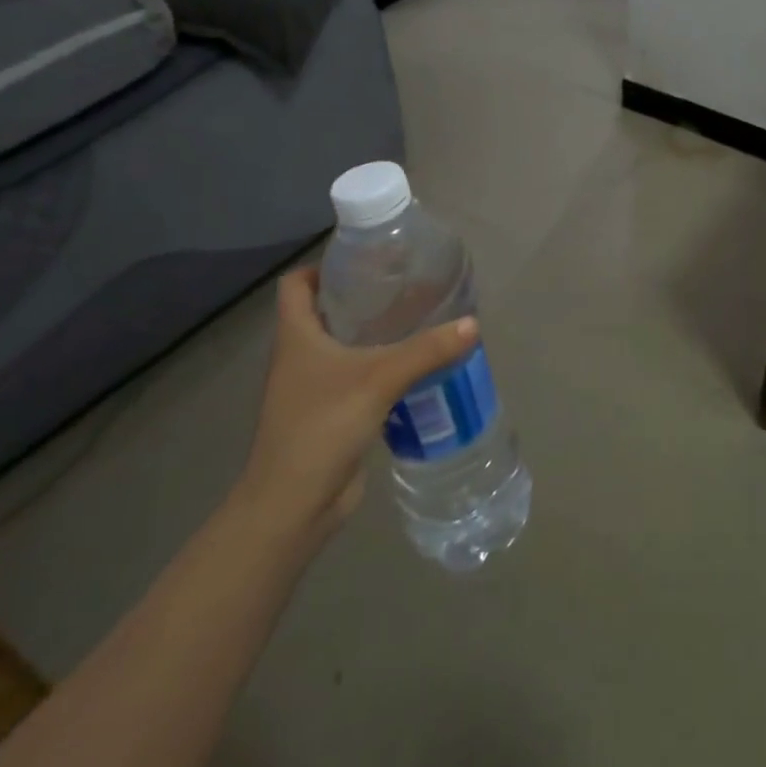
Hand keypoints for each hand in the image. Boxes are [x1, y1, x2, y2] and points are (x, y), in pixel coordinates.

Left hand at [233, 265, 477, 540]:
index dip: (322, 266)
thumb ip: (427, 350)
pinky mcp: (331, 414)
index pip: (296, 285)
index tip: (365, 261)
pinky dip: (383, 368)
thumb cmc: (322, 426)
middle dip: (363, 297)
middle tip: (406, 286)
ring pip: (344, 347)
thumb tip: (472, 324)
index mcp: (297, 336)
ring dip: (376, 334)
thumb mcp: (379, 379)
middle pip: (325, 312)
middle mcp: (300, 356)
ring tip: (420, 320)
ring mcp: (314, 388)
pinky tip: (417, 367)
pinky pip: (358, 378)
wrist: (293, 505)